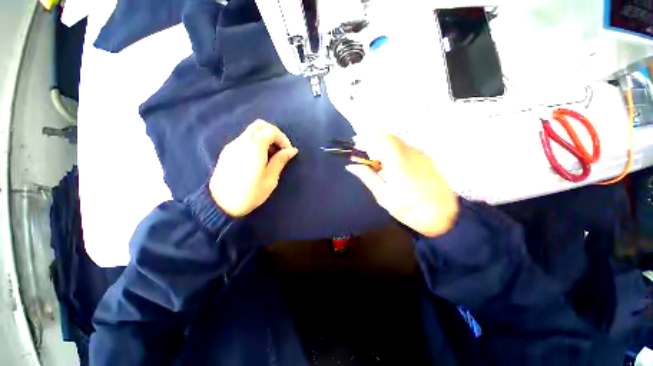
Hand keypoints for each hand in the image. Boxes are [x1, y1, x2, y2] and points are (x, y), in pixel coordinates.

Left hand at [209, 120, 297, 216]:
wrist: (220, 204)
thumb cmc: (250, 193)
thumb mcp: (270, 179)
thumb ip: (280, 161)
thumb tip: (292, 150)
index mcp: (254, 147)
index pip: (271, 131)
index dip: (283, 138)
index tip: (288, 152)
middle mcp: (242, 141)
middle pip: (260, 125)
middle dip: (274, 134)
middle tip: (280, 149)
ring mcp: (233, 145)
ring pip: (252, 130)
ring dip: (265, 137)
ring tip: (271, 154)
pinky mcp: (227, 151)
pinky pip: (245, 138)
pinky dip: (256, 142)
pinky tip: (259, 157)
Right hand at [346, 135, 457, 236]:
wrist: (442, 217)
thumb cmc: (409, 210)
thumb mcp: (383, 196)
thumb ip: (368, 177)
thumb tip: (352, 166)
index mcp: (398, 163)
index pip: (382, 140)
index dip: (368, 142)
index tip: (359, 153)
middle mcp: (411, 154)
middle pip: (389, 139)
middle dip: (376, 146)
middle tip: (370, 163)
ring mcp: (421, 155)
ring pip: (398, 143)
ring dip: (386, 151)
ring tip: (382, 169)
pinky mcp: (427, 159)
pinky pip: (407, 149)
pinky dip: (396, 154)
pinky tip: (397, 170)